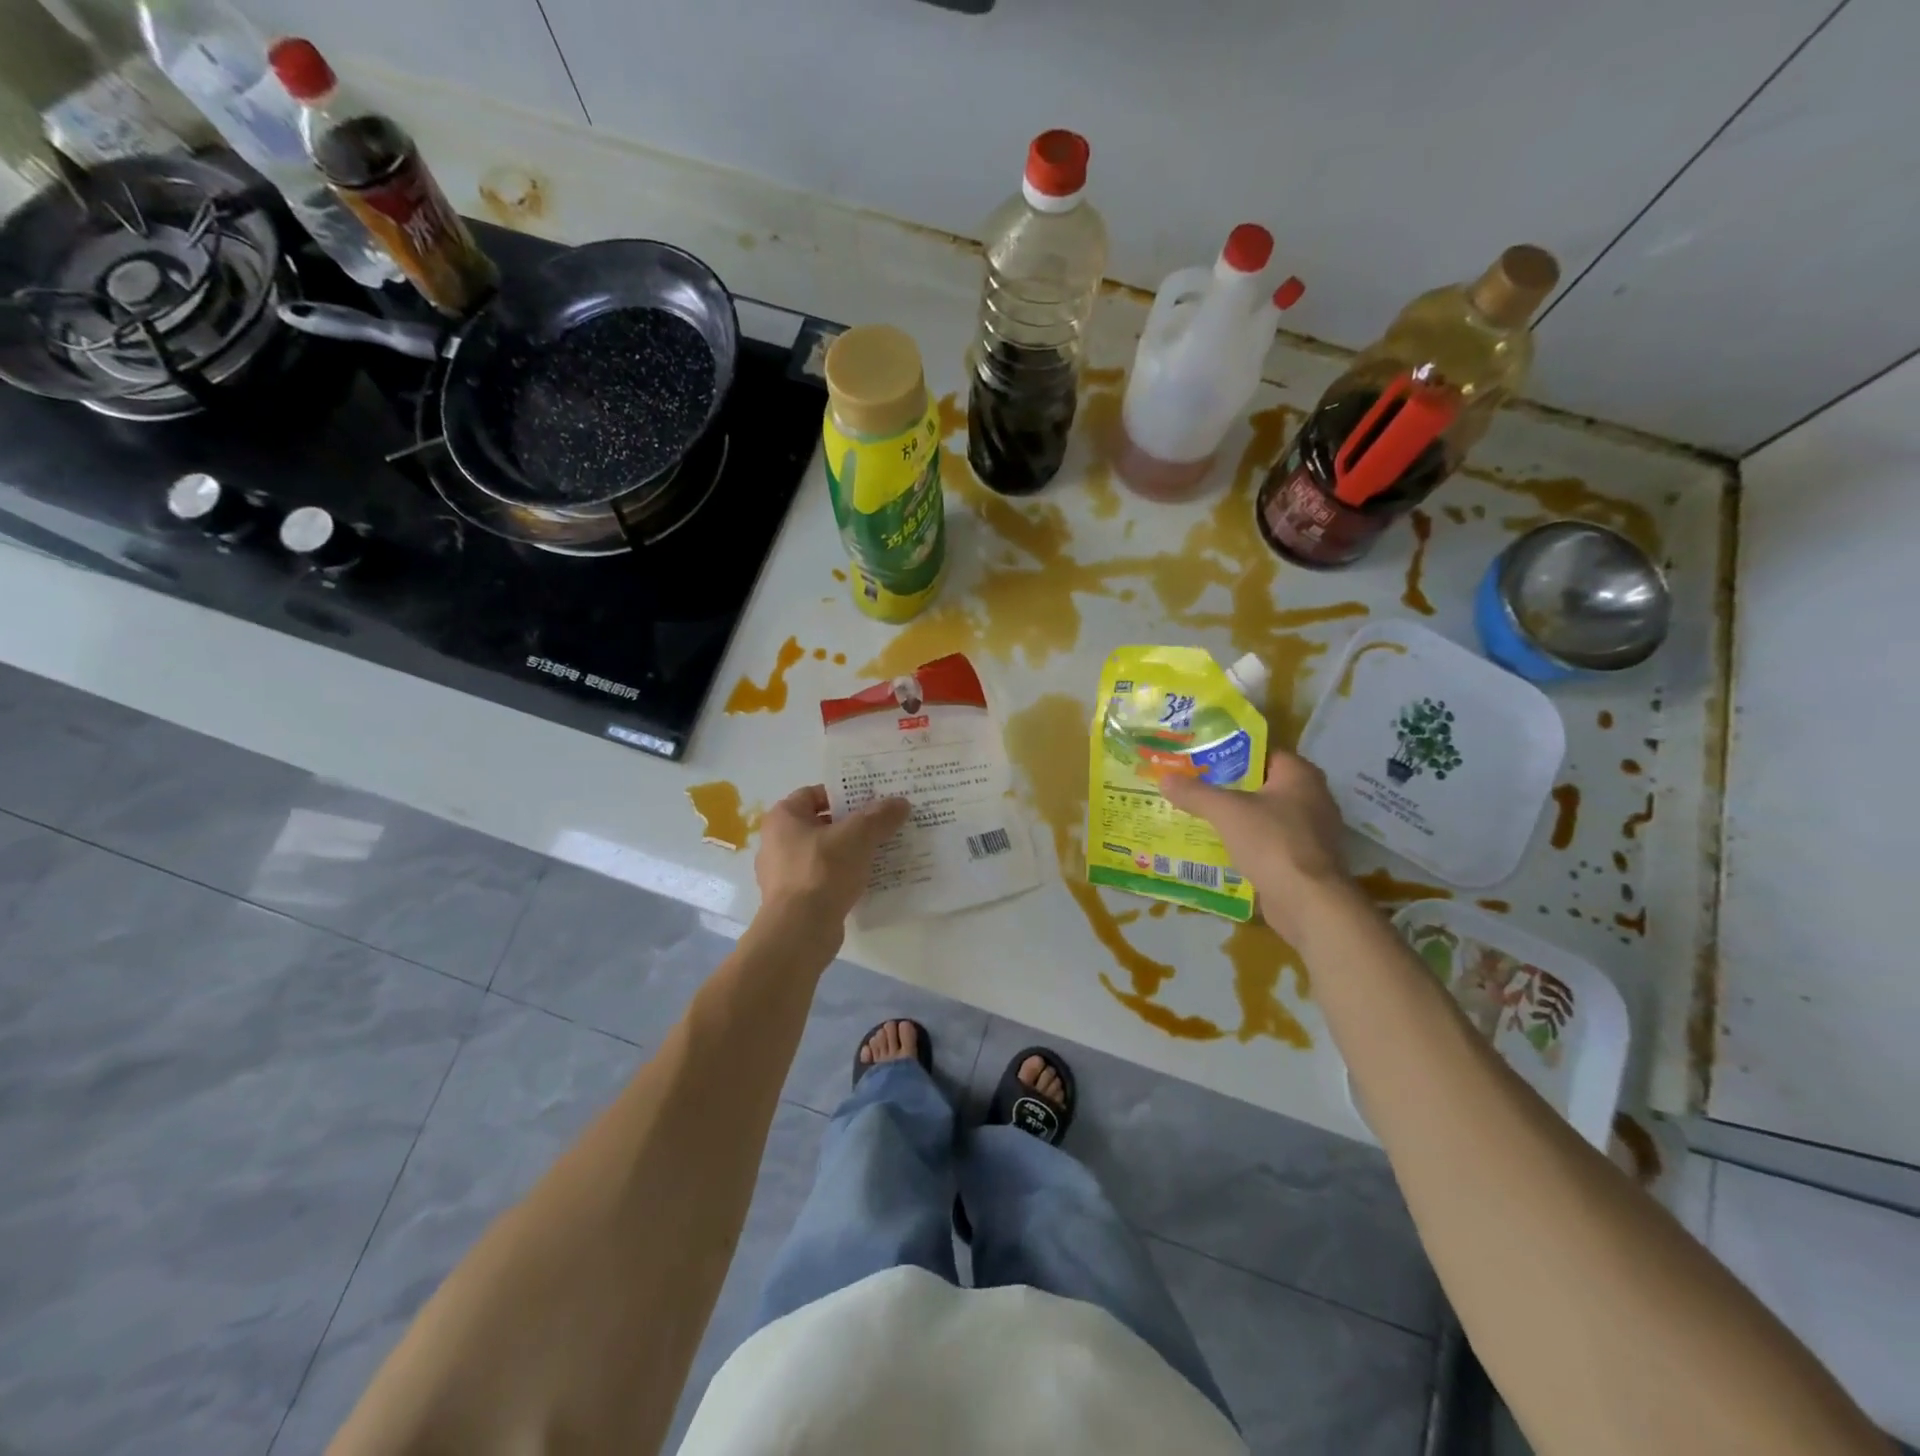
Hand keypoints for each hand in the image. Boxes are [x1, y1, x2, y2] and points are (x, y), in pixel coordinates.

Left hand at [754, 785, 909, 927]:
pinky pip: (824, 878)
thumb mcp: (858, 836)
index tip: (873, 801)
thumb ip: (879, 816)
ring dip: (851, 852)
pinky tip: (869, 880)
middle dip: (853, 824)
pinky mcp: (794, 899)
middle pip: (822, 823)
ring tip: (882, 852)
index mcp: (783, 817)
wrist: (800, 931)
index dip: (845, 793)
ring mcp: (783, 873)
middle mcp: (777, 841)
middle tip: (884, 825)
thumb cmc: (822, 871)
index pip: (815, 793)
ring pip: (825, 852)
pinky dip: (844, 876)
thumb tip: (900, 802)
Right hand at [1159, 753, 1350, 943]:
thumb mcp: (1226, 812)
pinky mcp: (1304, 860)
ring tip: (1199, 816)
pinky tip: (1219, 847)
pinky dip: (1247, 843)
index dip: (1230, 753)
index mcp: (1300, 775)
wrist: (1308, 902)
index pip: (1262, 752)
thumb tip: (1165, 779)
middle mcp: (1312, 797)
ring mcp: (1311, 831)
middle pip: (1262, 784)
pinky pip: (1269, 842)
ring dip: (1237, 818)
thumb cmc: (1272, 842)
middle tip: (1193, 787)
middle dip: (1228, 787)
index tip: (1200, 759)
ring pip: (1264, 815)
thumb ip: (1195, 793)